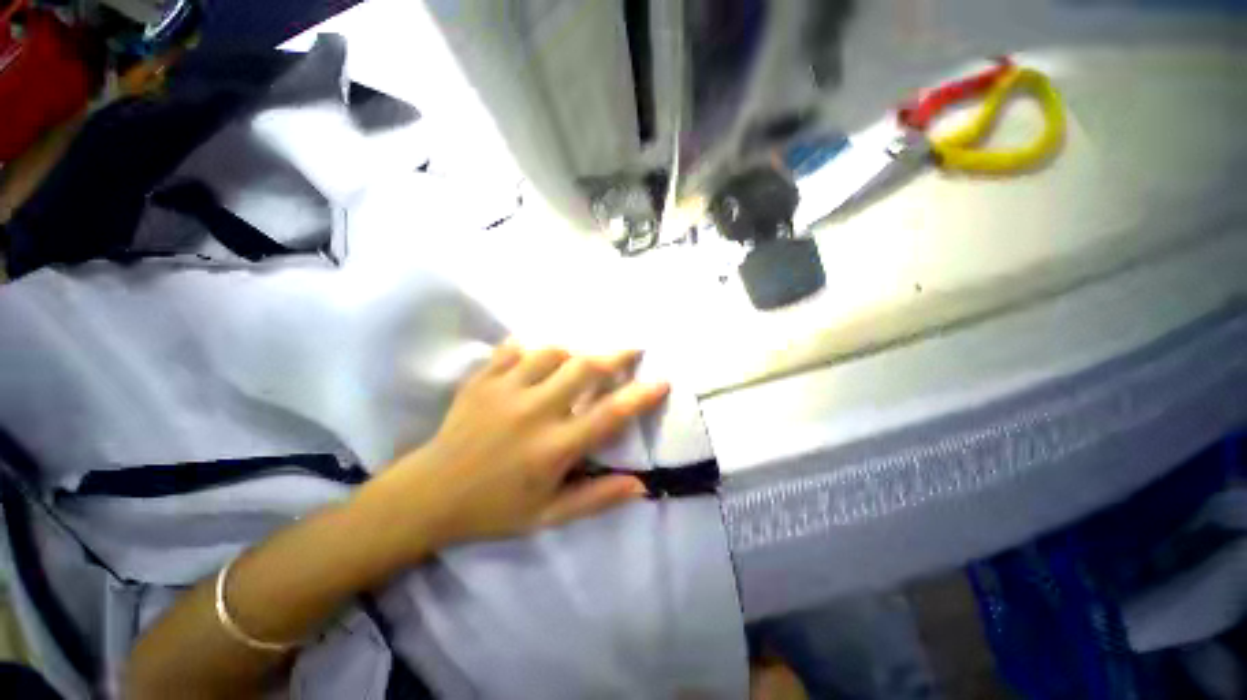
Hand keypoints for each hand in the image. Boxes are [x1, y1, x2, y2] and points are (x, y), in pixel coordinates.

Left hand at [388, 342, 668, 547]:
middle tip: (632, 349)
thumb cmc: (493, 508)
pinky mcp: (482, 380)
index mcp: (554, 447)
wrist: (429, 495)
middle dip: (615, 355)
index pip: (609, 414)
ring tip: (580, 360)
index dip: (641, 396)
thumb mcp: (548, 515)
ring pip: (552, 352)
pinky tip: (536, 357)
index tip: (662, 381)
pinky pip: (513, 350)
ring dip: (573, 353)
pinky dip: (531, 349)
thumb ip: (596, 498)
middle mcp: (534, 411)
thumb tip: (640, 485)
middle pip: (584, 369)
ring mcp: (505, 390)